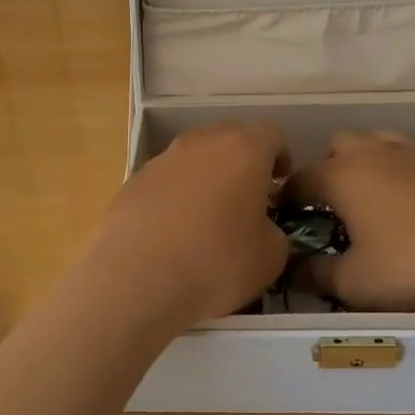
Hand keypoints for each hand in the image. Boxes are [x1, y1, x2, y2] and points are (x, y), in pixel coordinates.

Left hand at [88, 122, 291, 329]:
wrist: (136, 279)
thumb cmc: (215, 263)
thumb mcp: (271, 258)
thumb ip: (274, 232)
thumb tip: (262, 228)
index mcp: (243, 150)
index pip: (272, 134)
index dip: (281, 158)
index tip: (280, 186)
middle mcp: (202, 142)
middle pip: (230, 138)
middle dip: (243, 163)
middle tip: (247, 200)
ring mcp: (162, 159)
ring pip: (195, 157)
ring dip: (206, 178)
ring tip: (207, 220)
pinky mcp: (133, 181)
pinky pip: (166, 180)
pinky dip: (175, 196)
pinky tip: (172, 233)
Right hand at [285, 131, 414, 310]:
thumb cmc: (411, 262)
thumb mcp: (355, 282)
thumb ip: (318, 275)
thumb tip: (294, 272)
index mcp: (341, 176)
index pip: (300, 178)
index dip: (287, 197)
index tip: (285, 216)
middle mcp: (372, 153)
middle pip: (337, 145)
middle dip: (328, 168)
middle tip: (333, 204)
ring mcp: (413, 151)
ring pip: (377, 140)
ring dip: (367, 160)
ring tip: (373, 194)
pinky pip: (414, 152)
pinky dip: (405, 166)